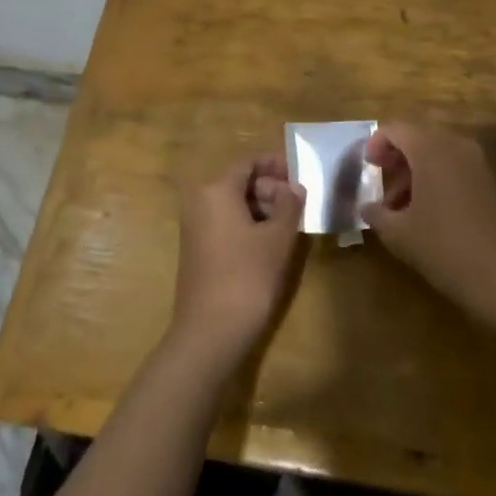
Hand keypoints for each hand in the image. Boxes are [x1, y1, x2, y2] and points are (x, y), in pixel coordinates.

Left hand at [170, 156, 305, 364]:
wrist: (209, 332)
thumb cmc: (247, 276)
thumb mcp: (277, 238)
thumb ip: (289, 205)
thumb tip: (295, 187)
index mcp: (216, 190)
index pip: (248, 163)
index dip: (275, 165)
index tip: (299, 174)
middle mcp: (200, 201)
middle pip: (239, 182)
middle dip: (270, 188)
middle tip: (298, 204)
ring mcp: (195, 226)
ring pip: (233, 204)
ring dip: (261, 208)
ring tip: (289, 223)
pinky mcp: (197, 249)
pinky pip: (225, 223)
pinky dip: (247, 225)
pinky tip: (270, 242)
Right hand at [364, 122, 495, 322]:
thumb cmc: (445, 248)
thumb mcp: (399, 234)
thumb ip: (376, 214)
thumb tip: (367, 206)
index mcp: (429, 148)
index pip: (395, 128)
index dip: (376, 144)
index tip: (368, 168)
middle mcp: (455, 144)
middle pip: (418, 135)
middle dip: (397, 156)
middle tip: (383, 183)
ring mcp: (477, 161)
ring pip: (437, 151)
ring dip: (416, 168)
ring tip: (402, 204)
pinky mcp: (490, 180)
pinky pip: (455, 165)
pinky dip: (437, 177)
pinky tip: (429, 211)